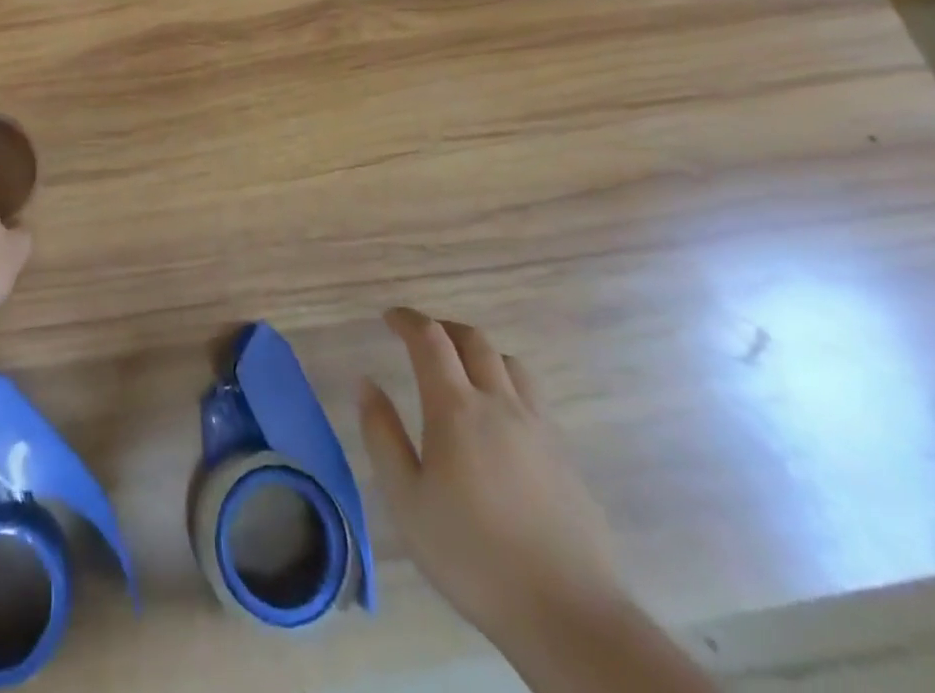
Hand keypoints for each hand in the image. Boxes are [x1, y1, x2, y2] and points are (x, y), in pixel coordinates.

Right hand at [359, 309, 624, 645]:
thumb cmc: (472, 556)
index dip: (407, 319)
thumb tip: (366, 383)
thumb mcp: (406, 500)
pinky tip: (498, 419)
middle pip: (474, 340)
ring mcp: (539, 428)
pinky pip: (533, 397)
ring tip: (461, 372)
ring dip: (480, 353)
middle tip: (420, 338)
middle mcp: (500, 404)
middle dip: (443, 328)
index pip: (430, 339)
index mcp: (456, 408)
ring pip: (510, 364)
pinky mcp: (564, 456)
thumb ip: (382, 434)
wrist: (568, 616)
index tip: (389, 318)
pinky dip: (507, 385)